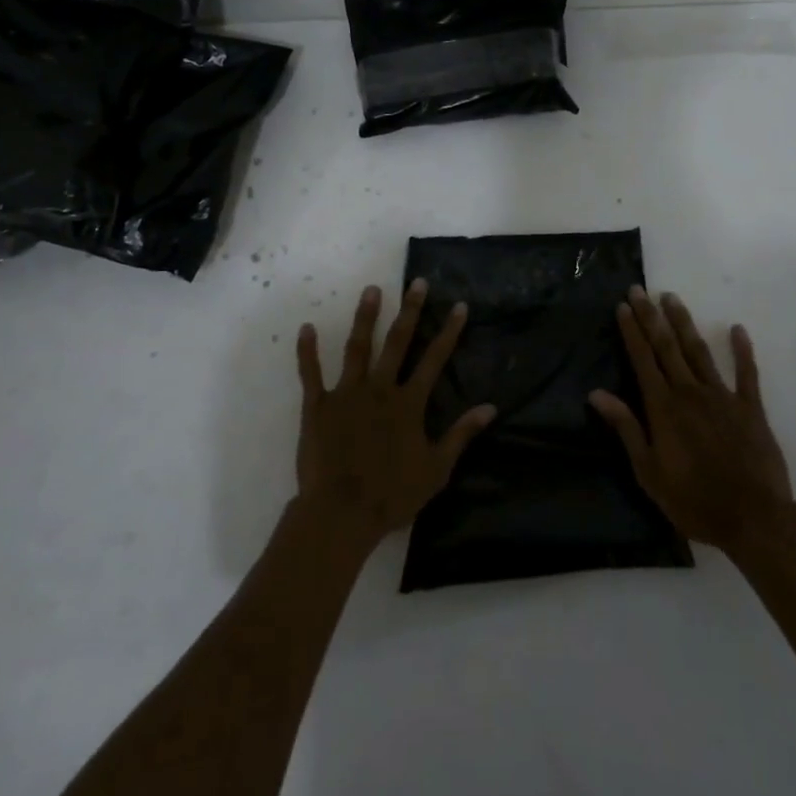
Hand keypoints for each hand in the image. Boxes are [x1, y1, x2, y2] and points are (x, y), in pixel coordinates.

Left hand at [294, 280, 495, 553]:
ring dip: (365, 317)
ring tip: (372, 290)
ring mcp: (347, 394)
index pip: (434, 359)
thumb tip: (490, 408)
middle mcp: (380, 389)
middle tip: (417, 282)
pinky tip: (305, 327)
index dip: (449, 331)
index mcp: (408, 403)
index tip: (458, 305)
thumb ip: (462, 435)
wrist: (342, 513)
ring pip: (357, 347)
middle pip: (397, 342)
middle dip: (410, 310)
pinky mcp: (318, 406)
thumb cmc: (392, 494)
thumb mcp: (436, 469)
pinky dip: (307, 351)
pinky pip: (310, 373)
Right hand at [590, 287, 793, 553]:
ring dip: (684, 323)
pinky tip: (738, 329)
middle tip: (639, 289)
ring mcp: (723, 397)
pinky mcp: (751, 408)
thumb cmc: (693, 500)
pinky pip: (747, 373)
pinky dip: (742, 350)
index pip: (643, 360)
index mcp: (663, 408)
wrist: (753, 518)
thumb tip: (597, 394)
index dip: (632, 331)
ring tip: (672, 298)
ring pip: (699, 351)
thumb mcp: (649, 471)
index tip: (623, 306)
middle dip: (651, 317)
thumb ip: (626, 428)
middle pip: (667, 347)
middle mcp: (690, 392)